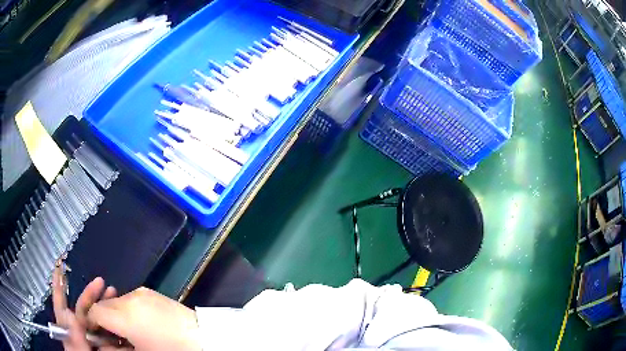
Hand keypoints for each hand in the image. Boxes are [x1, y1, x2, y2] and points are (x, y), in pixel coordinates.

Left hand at [52, 263, 118, 350]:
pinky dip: (116, 322)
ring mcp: (94, 337)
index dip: (59, 285)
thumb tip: (73, 317)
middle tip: (102, 282)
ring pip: (99, 318)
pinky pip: (111, 331)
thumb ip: (74, 335)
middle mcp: (80, 330)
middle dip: (92, 293)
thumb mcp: (78, 350)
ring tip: (115, 294)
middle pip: (83, 308)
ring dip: (106, 305)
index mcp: (69, 328)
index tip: (58, 265)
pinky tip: (123, 316)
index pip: (61, 303)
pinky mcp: (107, 344)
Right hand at [86, 287, 200, 350]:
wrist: (203, 339)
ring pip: (116, 301)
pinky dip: (127, 310)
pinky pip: (130, 299)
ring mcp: (141, 292)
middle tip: (110, 337)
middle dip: (102, 319)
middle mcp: (129, 298)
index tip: (95, 335)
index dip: (90, 323)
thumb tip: (100, 347)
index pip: (94, 311)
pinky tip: (138, 325)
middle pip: (104, 304)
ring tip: (126, 333)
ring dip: (114, 314)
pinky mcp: (151, 292)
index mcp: (125, 315)